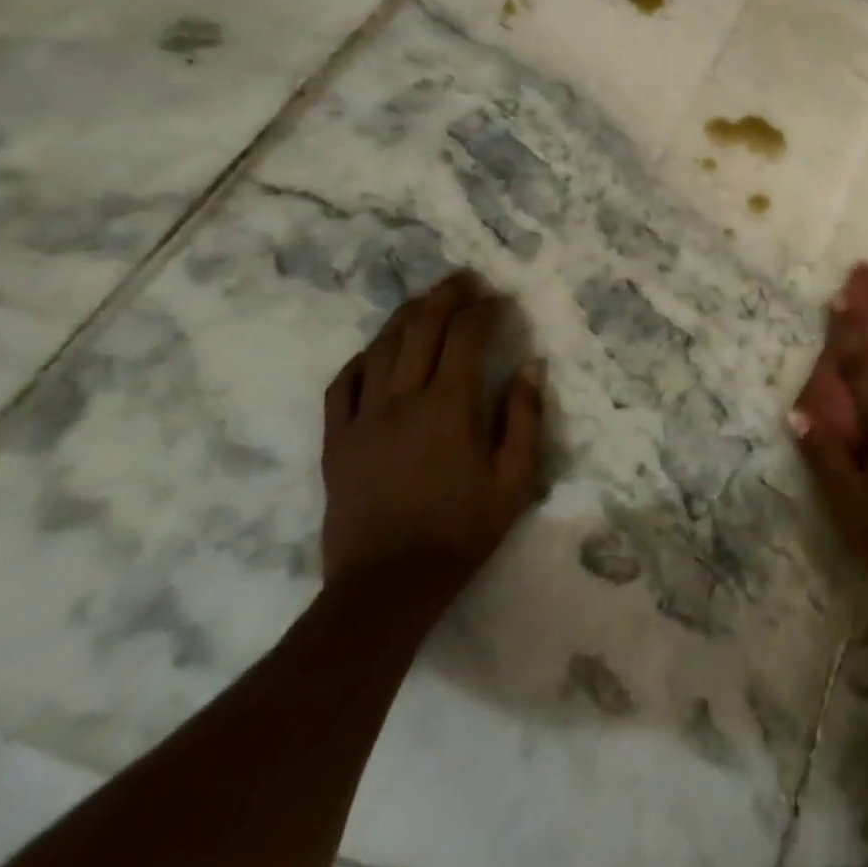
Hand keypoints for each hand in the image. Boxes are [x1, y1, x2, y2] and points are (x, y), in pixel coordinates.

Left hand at [321, 271, 544, 595]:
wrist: (387, 587)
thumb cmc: (462, 531)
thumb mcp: (515, 479)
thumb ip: (524, 416)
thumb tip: (530, 365)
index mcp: (448, 407)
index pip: (466, 337)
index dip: (485, 311)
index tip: (500, 300)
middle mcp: (401, 401)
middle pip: (420, 329)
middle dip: (445, 296)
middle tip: (465, 279)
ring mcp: (362, 419)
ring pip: (381, 348)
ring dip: (406, 316)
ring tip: (427, 299)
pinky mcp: (336, 441)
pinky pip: (342, 385)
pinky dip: (363, 358)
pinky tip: (378, 350)